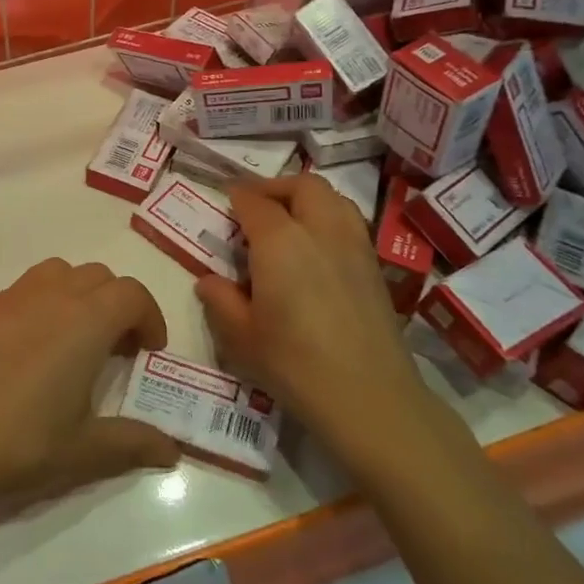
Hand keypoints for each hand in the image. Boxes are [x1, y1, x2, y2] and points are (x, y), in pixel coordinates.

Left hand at [0, 259, 180, 513]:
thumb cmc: (21, 441)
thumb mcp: (85, 450)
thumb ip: (134, 443)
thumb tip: (172, 450)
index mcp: (84, 321)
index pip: (132, 294)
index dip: (150, 317)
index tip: (149, 351)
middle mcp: (50, 296)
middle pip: (98, 276)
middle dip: (118, 304)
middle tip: (117, 349)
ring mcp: (10, 299)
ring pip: (58, 273)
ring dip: (79, 294)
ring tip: (74, 339)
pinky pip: (23, 290)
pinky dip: (42, 304)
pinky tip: (30, 351)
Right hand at [195, 175, 423, 453]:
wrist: (368, 397)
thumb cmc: (294, 364)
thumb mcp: (240, 337)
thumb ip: (220, 300)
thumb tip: (209, 280)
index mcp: (280, 241)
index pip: (254, 202)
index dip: (237, 198)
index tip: (225, 202)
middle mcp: (320, 231)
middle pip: (302, 186)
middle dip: (275, 187)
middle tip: (255, 206)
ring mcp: (354, 246)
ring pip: (333, 198)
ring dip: (306, 199)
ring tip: (288, 222)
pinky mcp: (374, 268)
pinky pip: (349, 223)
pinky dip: (329, 220)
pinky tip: (315, 251)